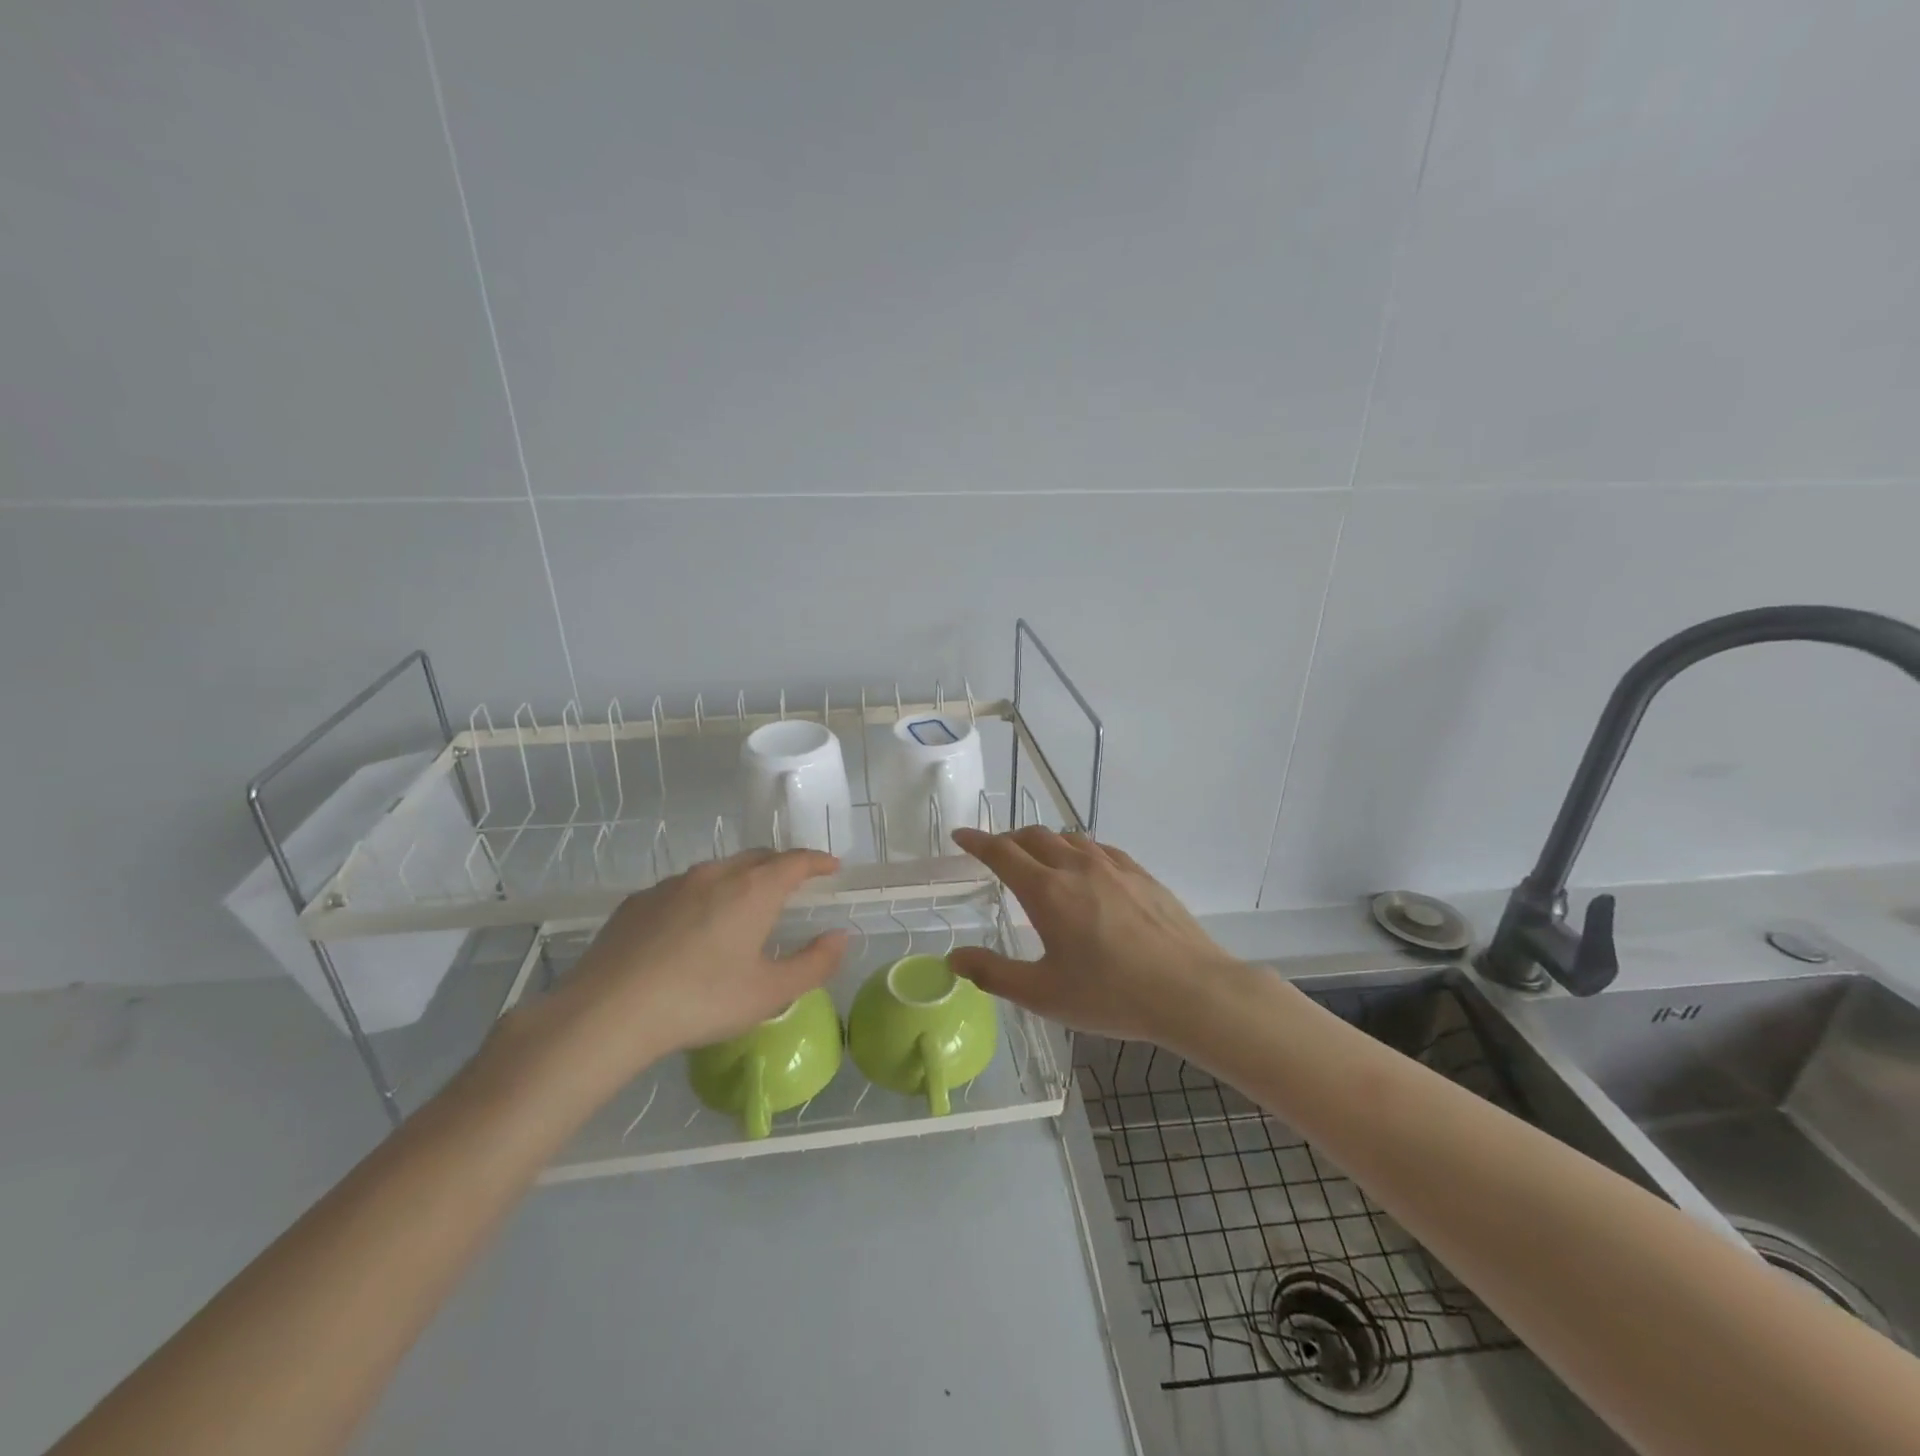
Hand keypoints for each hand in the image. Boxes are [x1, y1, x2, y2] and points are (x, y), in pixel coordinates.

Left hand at [502, 849, 847, 1105]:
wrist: (607, 1012)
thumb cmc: (700, 1000)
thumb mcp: (769, 992)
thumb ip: (814, 963)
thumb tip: (841, 936)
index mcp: (753, 890)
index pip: (796, 861)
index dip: (817, 861)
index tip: (831, 867)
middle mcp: (715, 874)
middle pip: (757, 858)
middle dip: (781, 866)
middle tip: (793, 884)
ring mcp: (672, 884)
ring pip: (718, 871)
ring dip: (740, 880)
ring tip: (742, 907)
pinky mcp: (638, 902)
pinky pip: (682, 889)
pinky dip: (701, 897)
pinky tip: (690, 929)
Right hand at [949, 827, 1244, 1045]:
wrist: (1190, 990)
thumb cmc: (1110, 995)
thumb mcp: (1043, 994)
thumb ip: (993, 973)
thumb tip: (954, 957)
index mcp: (1047, 891)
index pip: (1001, 853)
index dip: (977, 842)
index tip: (961, 836)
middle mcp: (1076, 866)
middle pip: (1033, 837)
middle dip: (1008, 839)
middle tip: (996, 853)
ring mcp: (1113, 866)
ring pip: (1068, 838)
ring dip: (1044, 842)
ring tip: (1037, 858)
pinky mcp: (1140, 873)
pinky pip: (1099, 848)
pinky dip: (1077, 850)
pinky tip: (1086, 869)